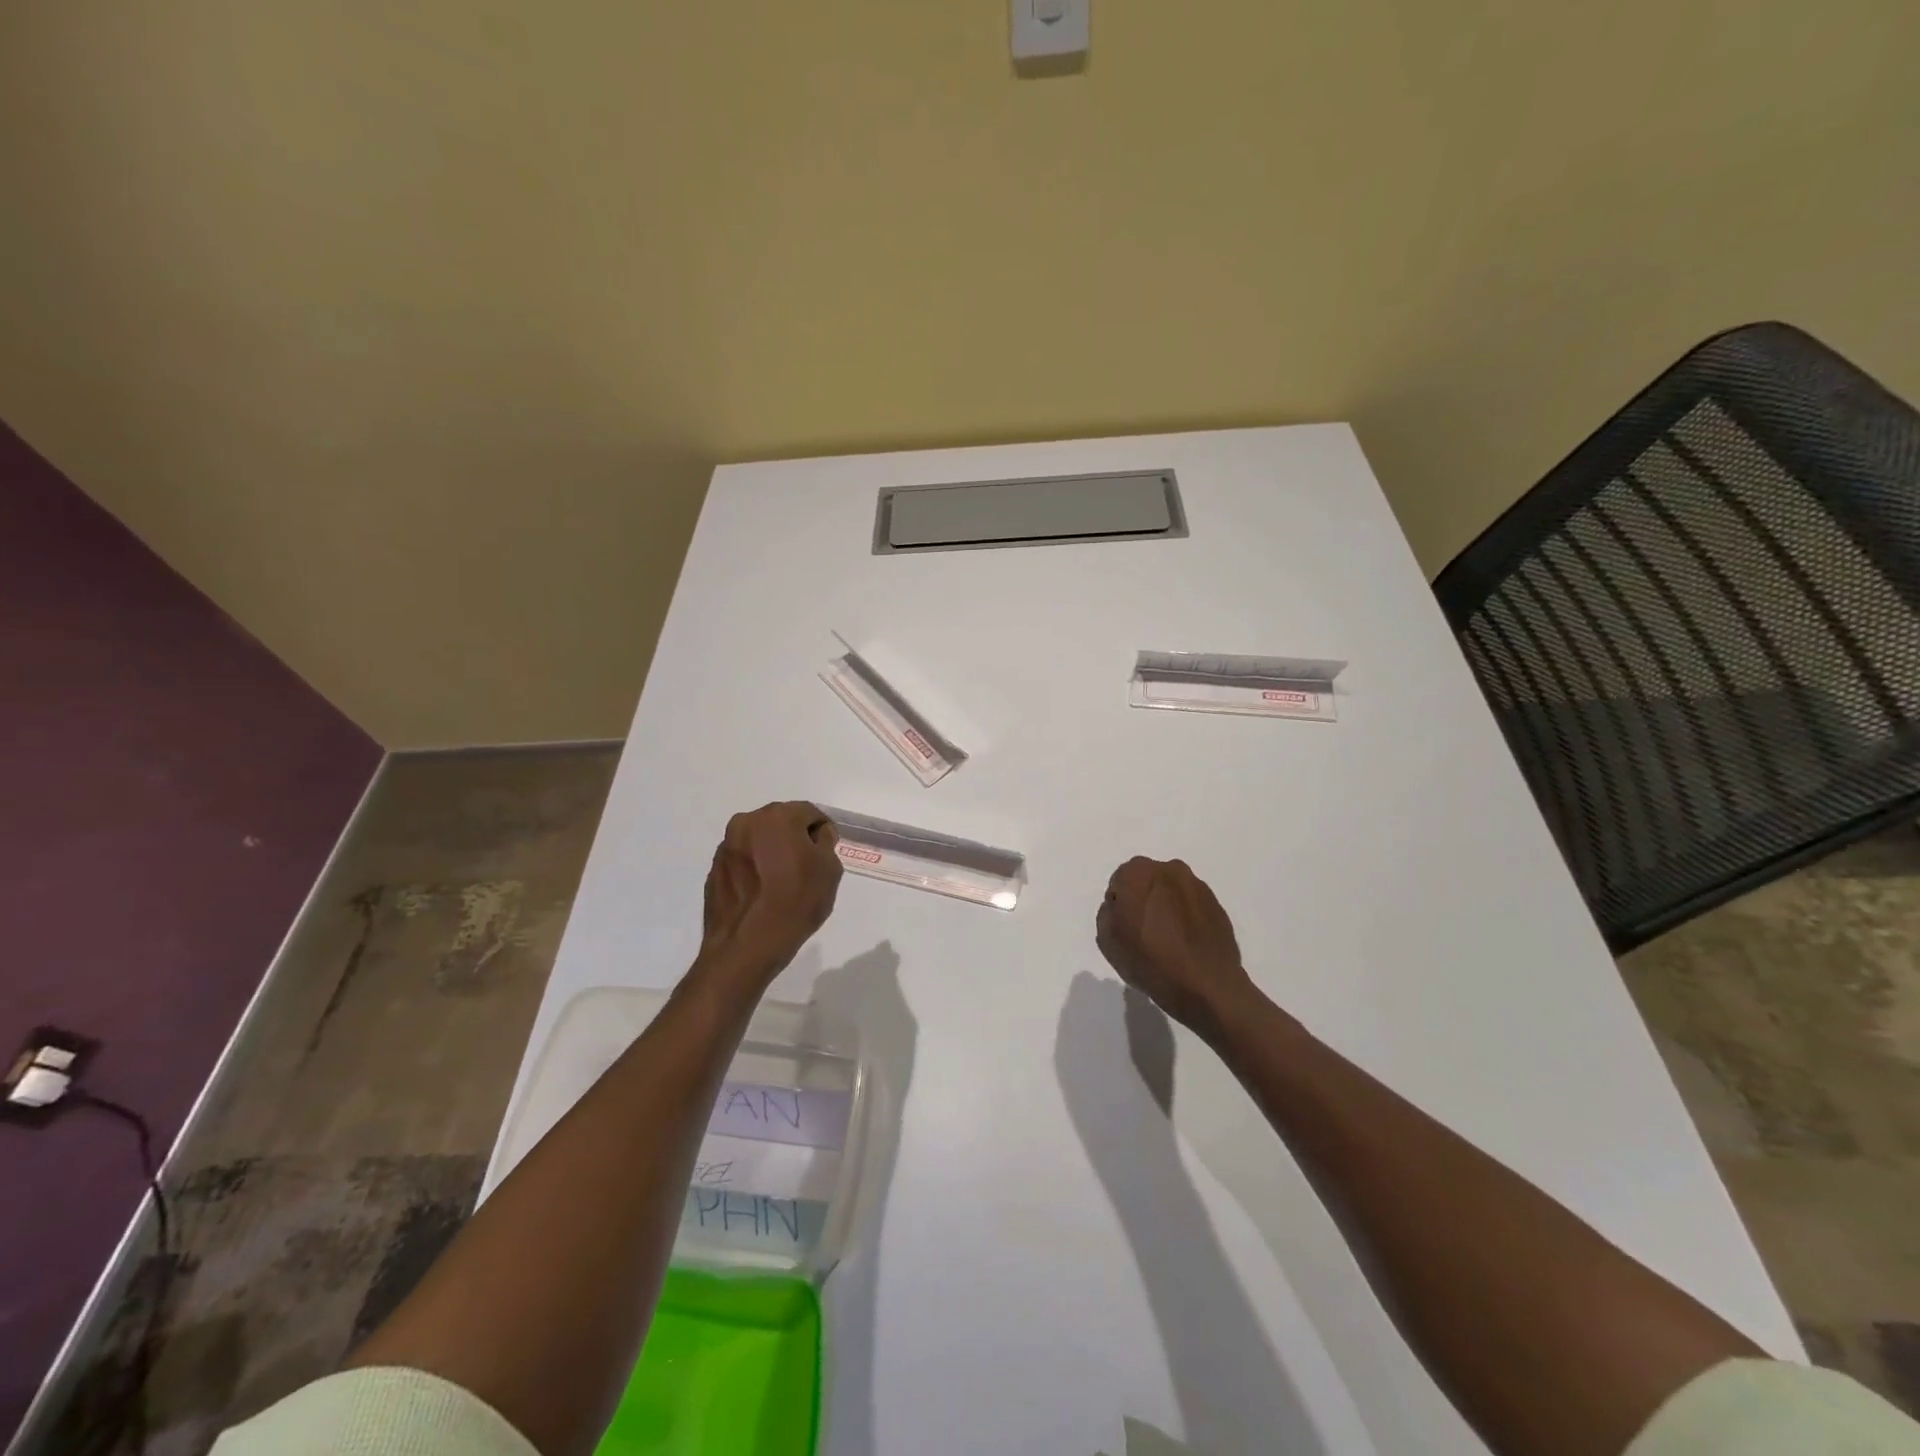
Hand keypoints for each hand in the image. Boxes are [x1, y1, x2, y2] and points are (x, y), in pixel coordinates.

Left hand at [697, 802, 843, 986]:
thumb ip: (826, 843)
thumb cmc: (794, 904)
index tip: (827, 855)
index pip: (809, 812)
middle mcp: (746, 823)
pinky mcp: (714, 871)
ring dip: (772, 853)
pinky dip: (755, 870)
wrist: (745, 948)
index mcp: (776, 817)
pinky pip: (743, 861)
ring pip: (759, 841)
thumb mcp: (829, 870)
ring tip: (782, 884)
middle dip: (795, 839)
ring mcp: (726, 848)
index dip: (823, 832)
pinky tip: (763, 895)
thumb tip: (815, 836)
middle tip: (807, 868)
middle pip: (780, 823)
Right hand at [1095, 856, 1258, 1040]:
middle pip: (1148, 882)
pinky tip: (1186, 944)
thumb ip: (1108, 912)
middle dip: (1144, 901)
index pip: (1119, 882)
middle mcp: (1169, 869)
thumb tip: (1122, 906)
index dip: (1120, 906)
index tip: (1125, 928)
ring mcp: (1197, 886)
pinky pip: (1192, 907)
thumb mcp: (1107, 939)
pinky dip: (1187, 919)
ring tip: (1168, 941)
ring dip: (1167, 908)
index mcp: (1138, 872)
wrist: (1206, 986)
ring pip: (1172, 893)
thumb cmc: (1149, 960)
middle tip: (1144, 932)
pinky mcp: (1217, 905)